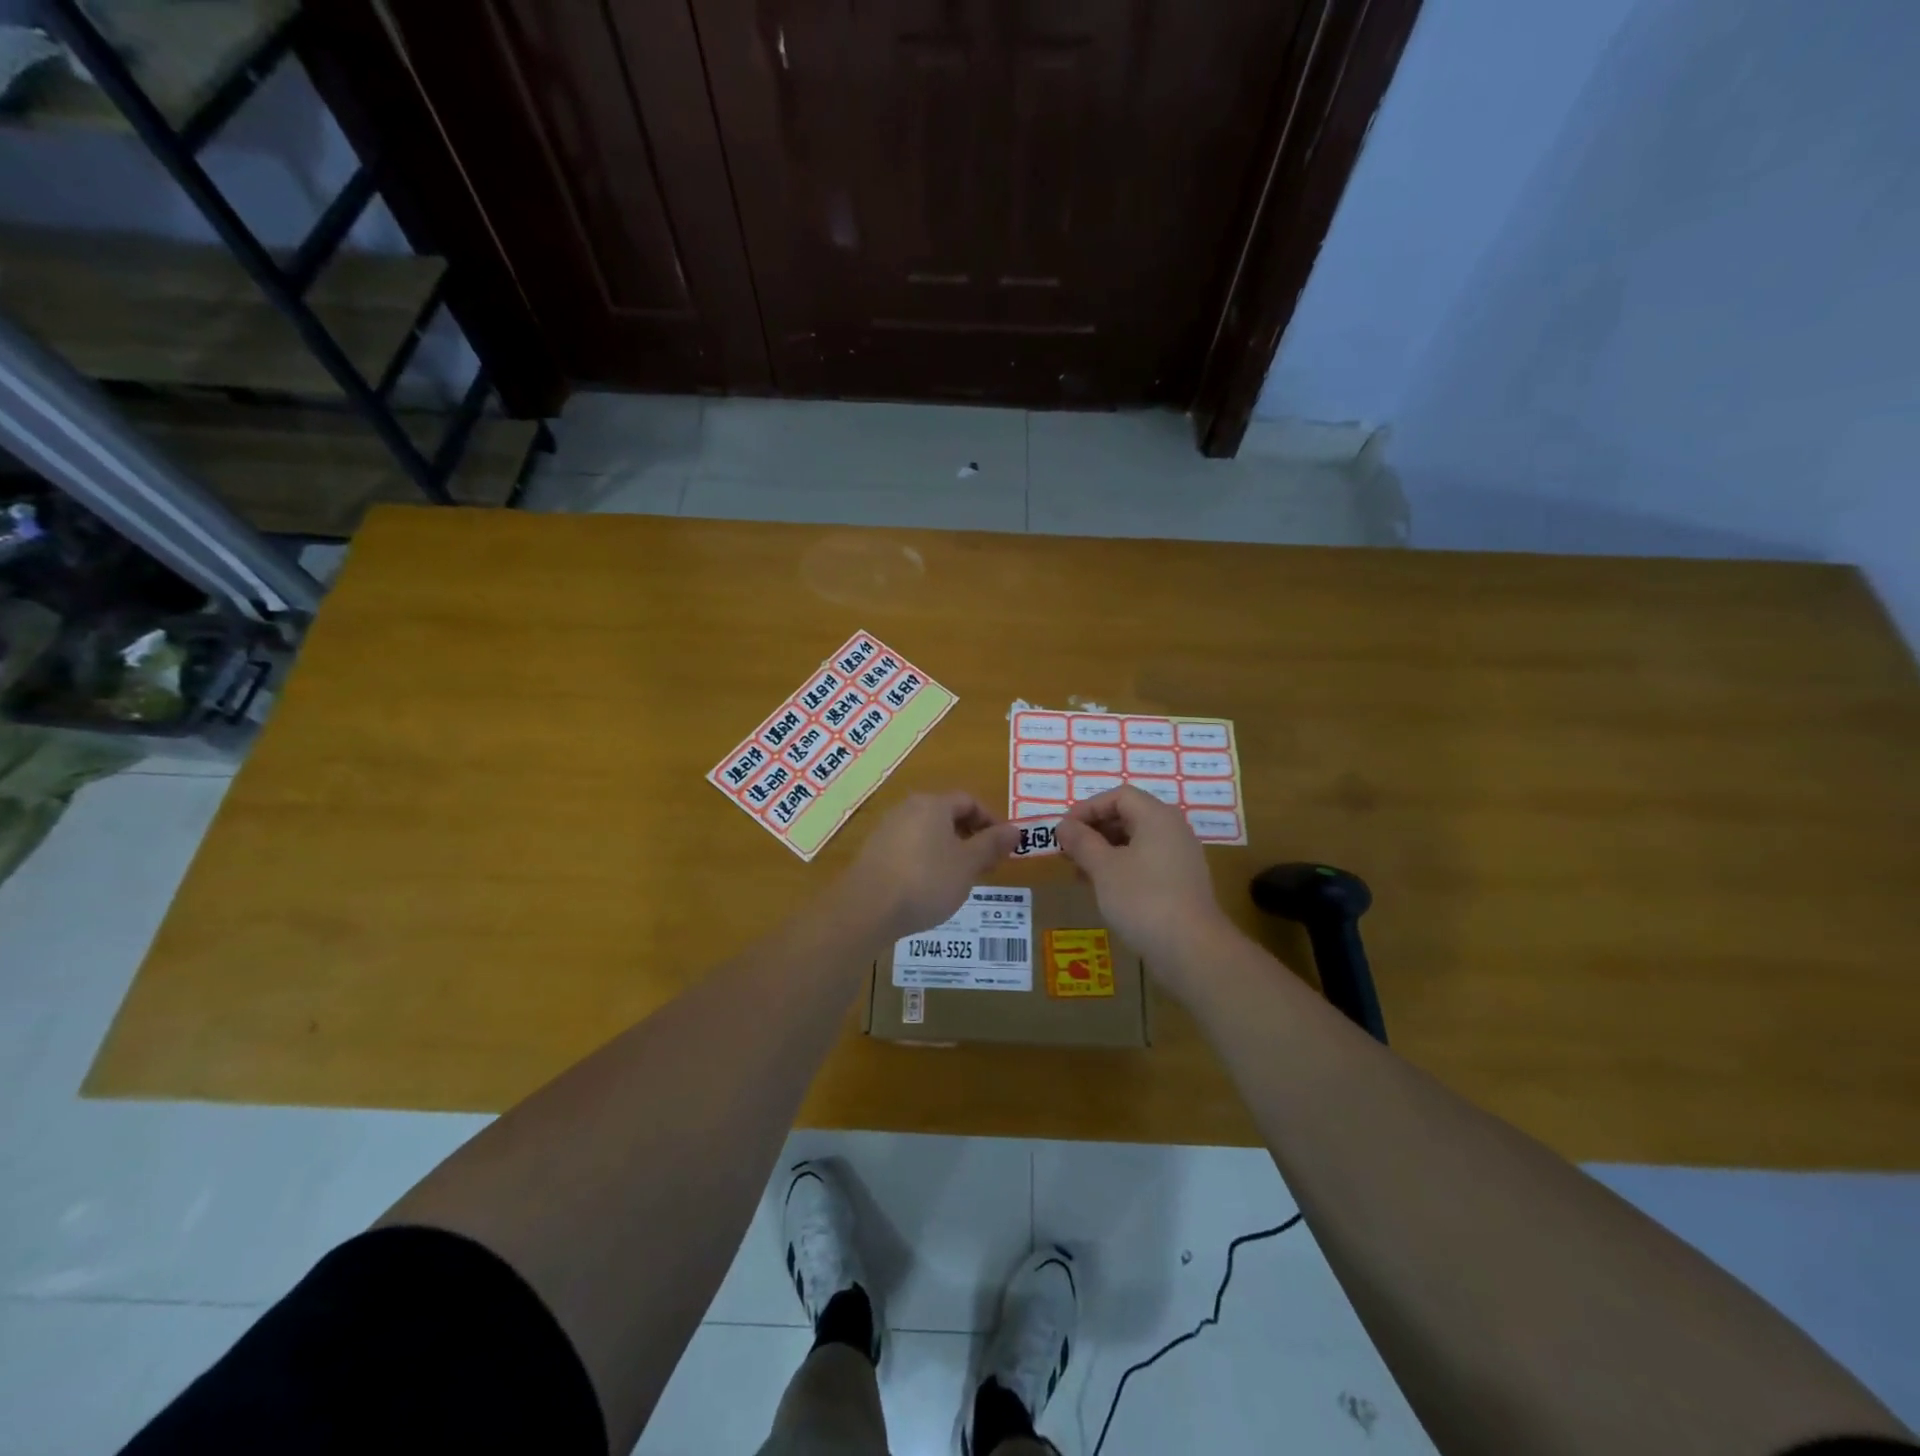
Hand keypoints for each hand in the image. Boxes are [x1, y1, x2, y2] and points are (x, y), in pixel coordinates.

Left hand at [842, 792, 1019, 941]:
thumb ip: (992, 844)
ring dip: (949, 851)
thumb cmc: (926, 881)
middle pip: (946, 815)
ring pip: (927, 833)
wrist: (867, 909)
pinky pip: (909, 849)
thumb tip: (1016, 829)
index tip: (1003, 848)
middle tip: (985, 866)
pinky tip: (929, 888)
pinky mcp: (873, 853)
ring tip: (959, 880)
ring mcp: (886, 830)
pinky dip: (926, 861)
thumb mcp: (968, 864)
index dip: (991, 822)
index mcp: (933, 804)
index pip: (969, 801)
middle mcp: (907, 809)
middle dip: (970, 838)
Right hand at [1057, 786, 1237, 991]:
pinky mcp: (1182, 883)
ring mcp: (1181, 857)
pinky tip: (1104, 889)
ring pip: (1136, 841)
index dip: (1088, 808)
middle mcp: (1173, 830)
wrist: (1192, 950)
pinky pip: (1147, 862)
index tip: (1064, 830)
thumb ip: (1081, 842)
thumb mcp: (1103, 868)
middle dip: (1094, 830)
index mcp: (1157, 817)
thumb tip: (1064, 826)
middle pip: (1128, 816)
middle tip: (1069, 851)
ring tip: (1081, 873)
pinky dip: (1122, 868)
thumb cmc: (1143, 899)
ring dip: (1105, 851)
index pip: (1118, 796)